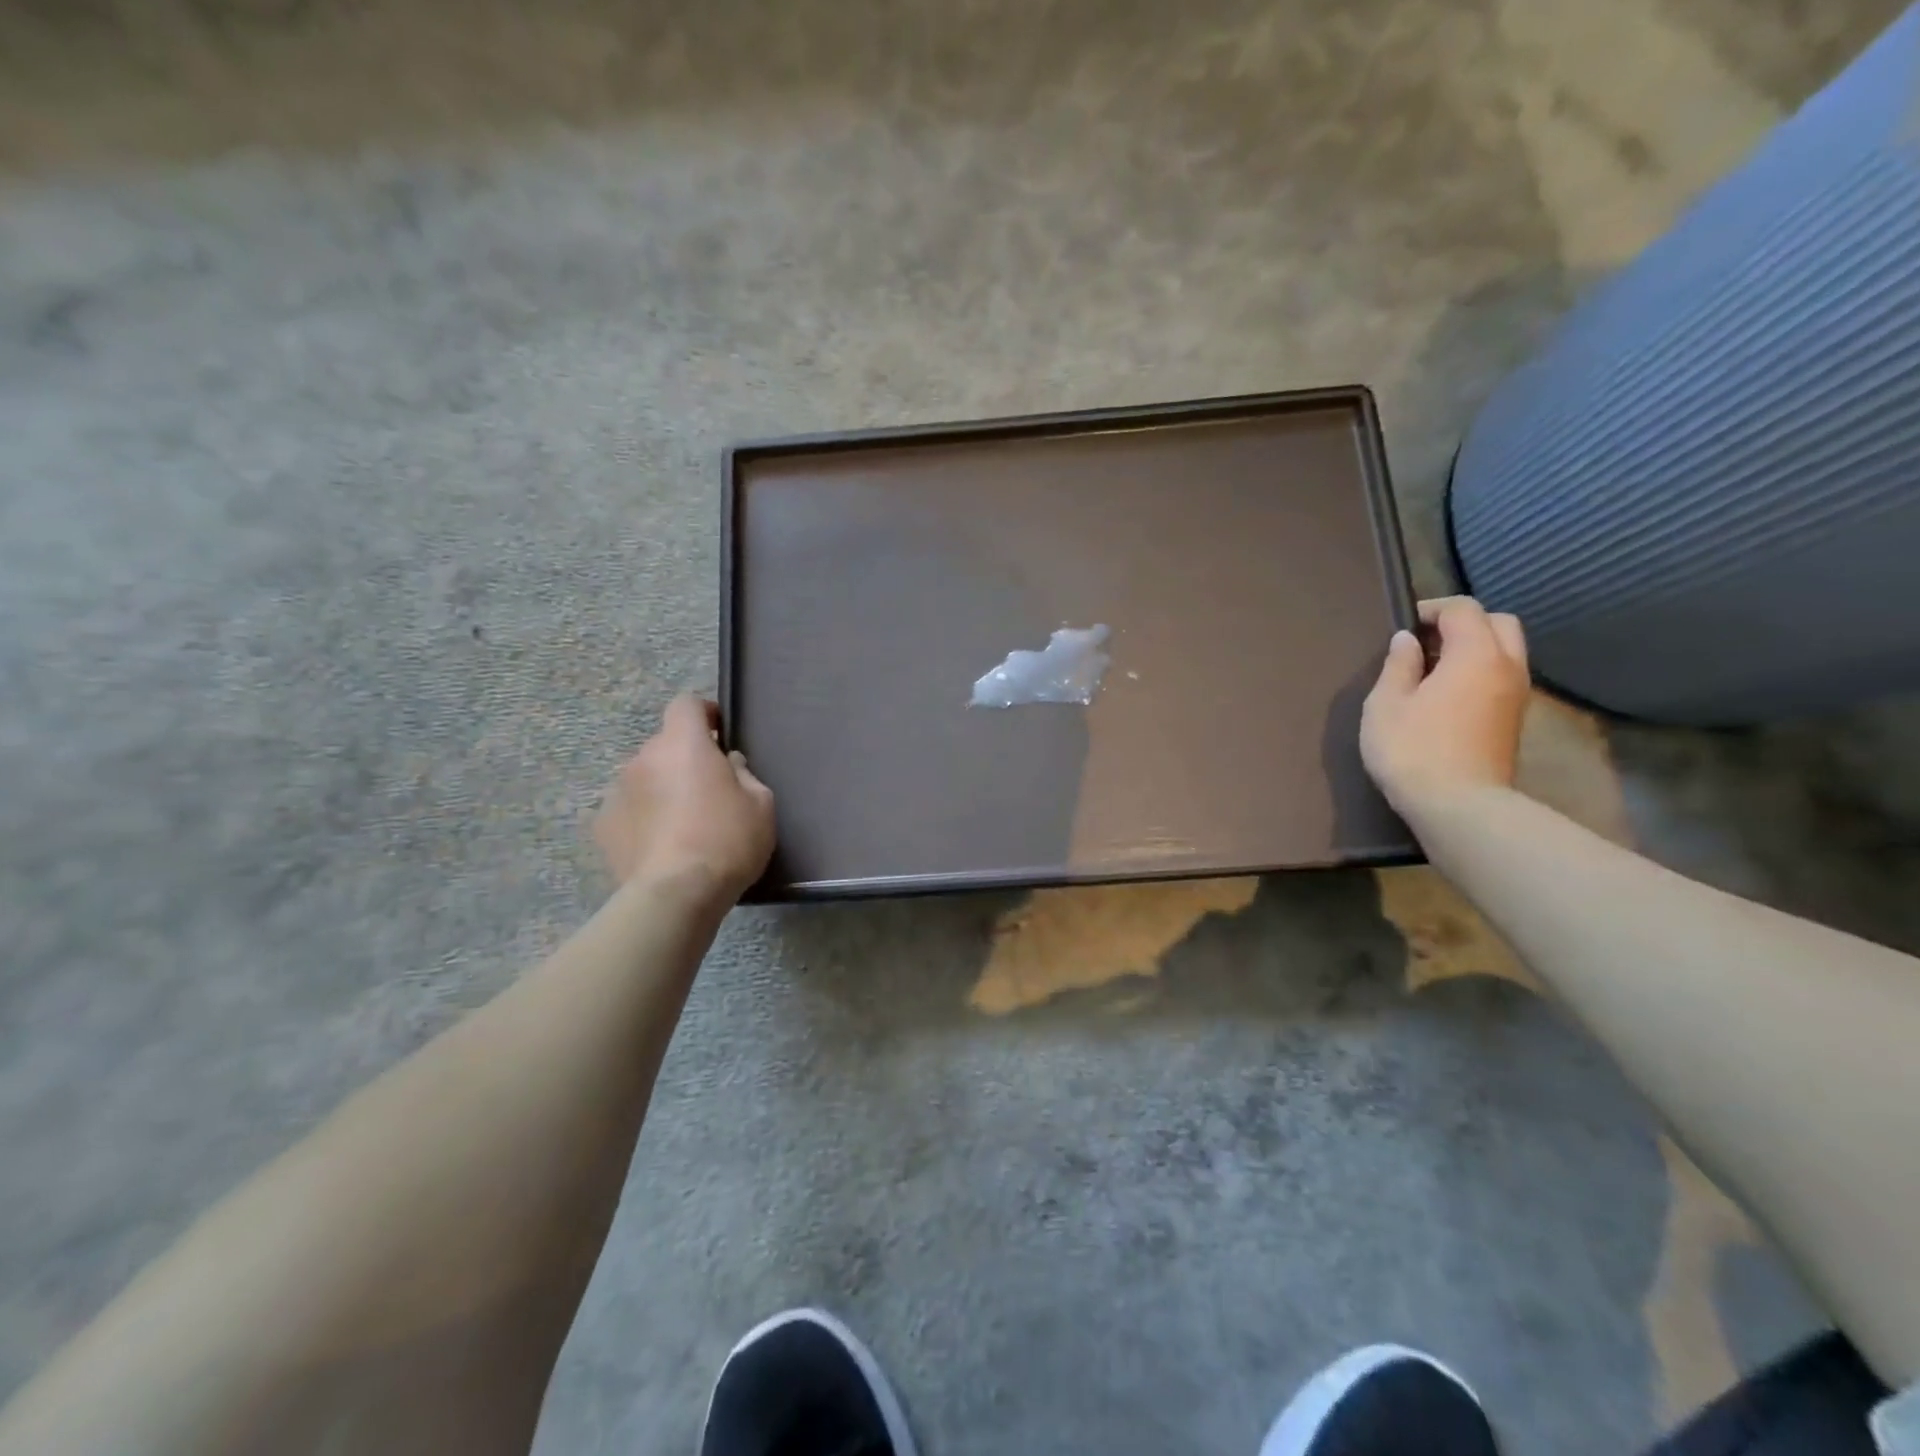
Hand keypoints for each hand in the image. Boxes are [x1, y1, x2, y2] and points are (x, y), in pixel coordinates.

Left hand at [594, 696, 775, 903]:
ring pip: (645, 777)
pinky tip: (661, 844)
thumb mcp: (761, 803)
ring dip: (662, 788)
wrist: (676, 894)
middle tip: (709, 790)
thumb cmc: (727, 840)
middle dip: (685, 758)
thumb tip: (728, 764)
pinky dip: (644, 817)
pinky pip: (629, 809)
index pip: (685, 704)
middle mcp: (643, 758)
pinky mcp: (603, 826)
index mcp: (683, 744)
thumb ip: (744, 773)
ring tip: (682, 823)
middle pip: (665, 745)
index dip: (704, 714)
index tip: (719, 734)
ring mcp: (617, 792)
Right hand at [1360, 596, 1530, 820]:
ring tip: (1433, 669)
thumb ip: (1398, 665)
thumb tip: (1407, 641)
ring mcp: (1517, 695)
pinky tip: (1447, 694)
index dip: (1432, 609)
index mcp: (1476, 654)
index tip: (1403, 626)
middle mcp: (1507, 666)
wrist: (1458, 806)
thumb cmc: (1412, 749)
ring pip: (1506, 650)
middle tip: (1426, 642)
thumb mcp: (1386, 704)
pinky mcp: (1515, 720)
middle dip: (1463, 623)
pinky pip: (1503, 676)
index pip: (1464, 609)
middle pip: (1498, 623)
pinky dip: (1480, 671)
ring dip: (1474, 648)